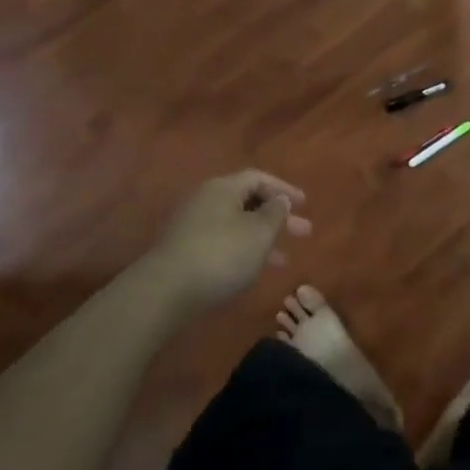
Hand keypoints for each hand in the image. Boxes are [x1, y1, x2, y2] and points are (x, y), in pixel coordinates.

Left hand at [151, 170, 309, 310]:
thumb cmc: (221, 254)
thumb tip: (280, 200)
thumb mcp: (259, 233)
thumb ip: (275, 213)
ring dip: (262, 238)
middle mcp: (206, 200)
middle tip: (303, 232)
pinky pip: (223, 242)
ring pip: (237, 225)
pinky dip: (243, 251)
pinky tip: (253, 270)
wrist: (164, 292)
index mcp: (224, 188)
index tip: (304, 205)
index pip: (259, 178)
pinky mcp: (184, 251)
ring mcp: (192, 226)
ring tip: (284, 259)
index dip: (284, 189)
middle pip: (248, 202)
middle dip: (277, 217)